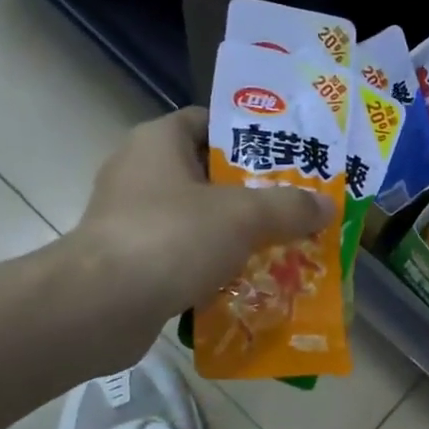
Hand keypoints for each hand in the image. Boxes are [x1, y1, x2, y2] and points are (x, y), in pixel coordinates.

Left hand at [59, 107, 333, 339]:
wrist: (99, 308)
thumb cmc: (171, 237)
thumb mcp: (244, 215)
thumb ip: (290, 207)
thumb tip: (328, 206)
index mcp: (158, 141)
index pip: (208, 121)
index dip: (248, 135)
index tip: (286, 156)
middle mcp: (140, 172)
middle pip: (208, 173)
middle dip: (253, 190)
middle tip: (296, 204)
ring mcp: (130, 219)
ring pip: (198, 217)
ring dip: (236, 232)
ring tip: (282, 244)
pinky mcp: (129, 261)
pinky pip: (183, 253)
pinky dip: (213, 265)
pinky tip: (249, 280)